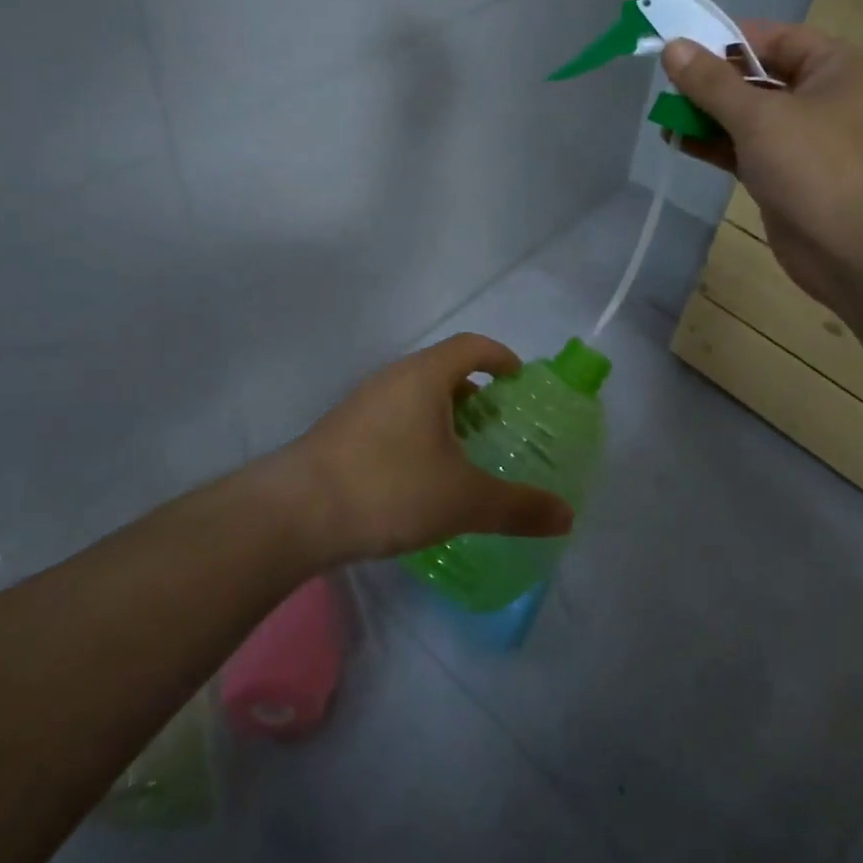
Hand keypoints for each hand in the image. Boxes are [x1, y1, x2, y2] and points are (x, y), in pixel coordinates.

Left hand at [288, 334, 576, 564]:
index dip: (500, 356)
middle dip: (474, 392)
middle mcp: (392, 378)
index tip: (519, 379)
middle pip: (442, 369)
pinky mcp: (342, 429)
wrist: (296, 512)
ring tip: (461, 452)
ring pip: (414, 395)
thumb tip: (567, 516)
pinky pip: (392, 417)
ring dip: (443, 414)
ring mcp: (362, 402)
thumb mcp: (463, 500)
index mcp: (424, 376)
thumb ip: (518, 507)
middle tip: (496, 424)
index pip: (471, 346)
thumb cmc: (389, 487)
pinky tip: (419, 474)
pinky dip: (416, 432)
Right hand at [661, 23, 862, 307]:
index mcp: (834, 68)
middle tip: (664, 84)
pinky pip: (745, 150)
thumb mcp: (759, 116)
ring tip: (663, 115)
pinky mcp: (786, 177)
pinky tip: (677, 141)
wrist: (859, 250)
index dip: (727, 38)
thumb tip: (672, 46)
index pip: (774, 38)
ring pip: (748, 117)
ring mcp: (804, 141)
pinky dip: (714, 145)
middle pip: (757, 77)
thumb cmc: (817, 166)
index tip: (680, 45)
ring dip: (707, 115)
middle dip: (711, 81)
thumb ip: (712, 82)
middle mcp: (822, 98)